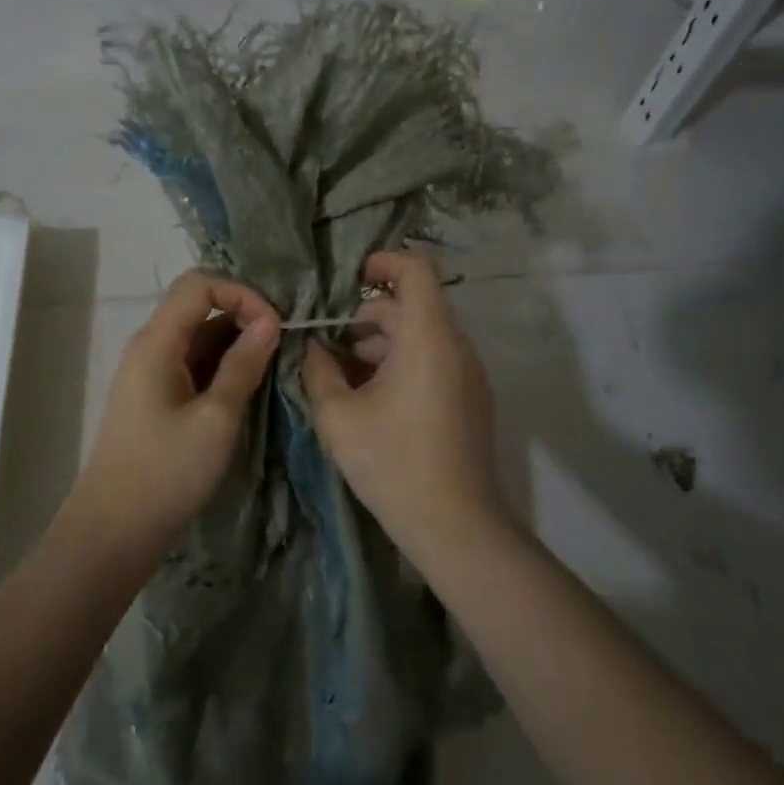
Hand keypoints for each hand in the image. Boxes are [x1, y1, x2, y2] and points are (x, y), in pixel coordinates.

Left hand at [69, 269, 279, 553]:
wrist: (115, 529)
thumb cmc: (167, 472)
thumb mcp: (216, 417)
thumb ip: (243, 364)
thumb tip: (270, 322)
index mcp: (157, 342)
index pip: (199, 284)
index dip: (241, 294)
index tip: (275, 327)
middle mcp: (150, 347)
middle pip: (199, 307)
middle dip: (244, 317)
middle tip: (282, 348)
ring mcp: (151, 373)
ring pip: (199, 338)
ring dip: (236, 346)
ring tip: (271, 372)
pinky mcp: (156, 398)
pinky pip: (193, 365)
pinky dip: (222, 368)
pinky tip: (246, 391)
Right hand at [302, 251, 507, 545]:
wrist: (454, 523)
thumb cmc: (392, 462)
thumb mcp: (338, 416)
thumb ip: (318, 371)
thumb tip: (312, 347)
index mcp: (428, 337)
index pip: (416, 269)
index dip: (383, 261)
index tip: (349, 279)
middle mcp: (456, 346)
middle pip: (414, 305)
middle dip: (369, 315)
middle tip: (330, 343)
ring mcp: (469, 374)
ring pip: (423, 336)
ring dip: (383, 343)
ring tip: (343, 374)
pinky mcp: (471, 399)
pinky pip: (435, 361)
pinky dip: (403, 363)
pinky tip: (372, 399)